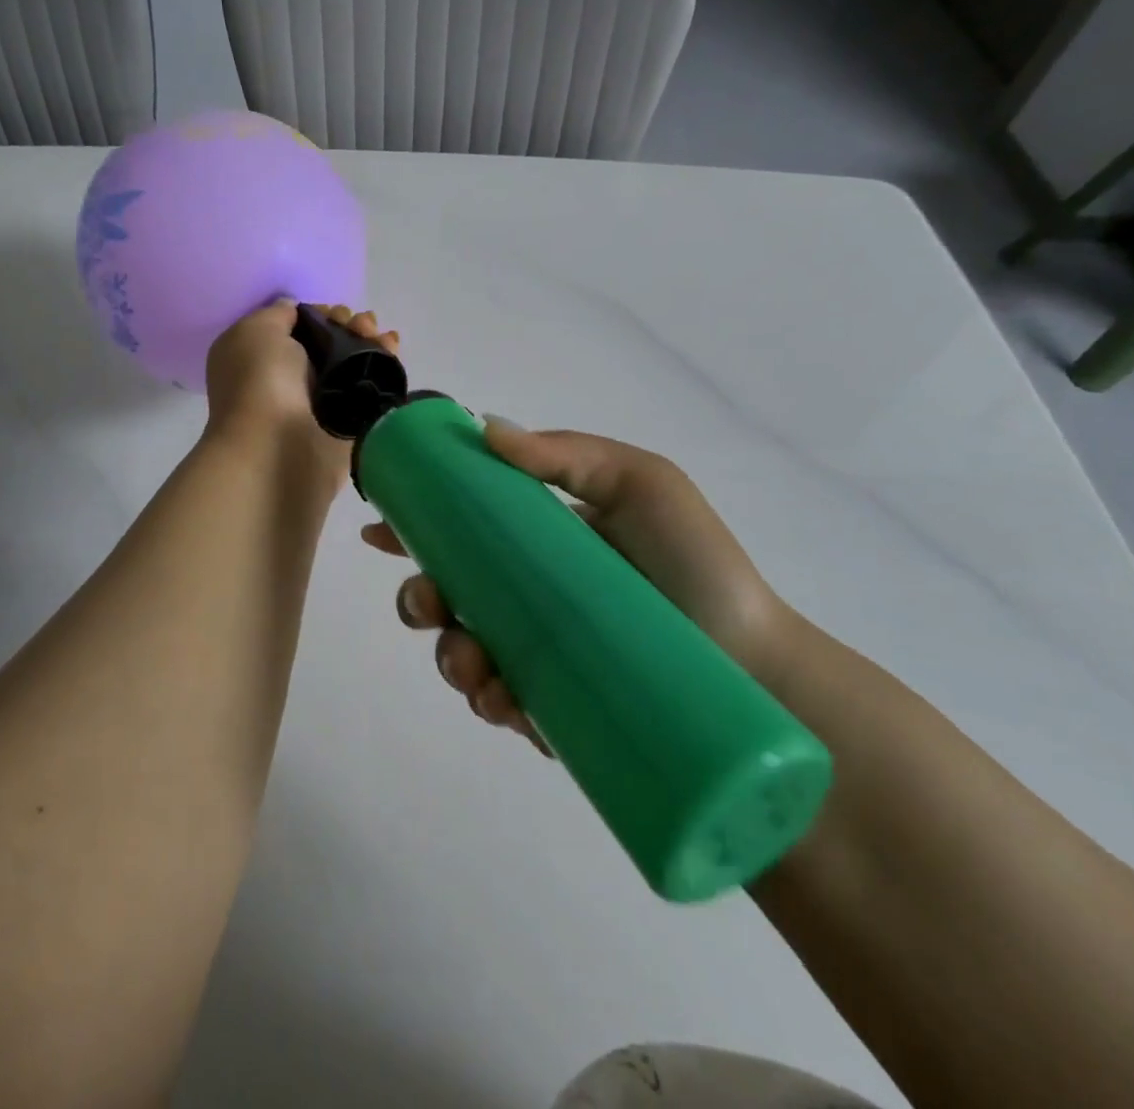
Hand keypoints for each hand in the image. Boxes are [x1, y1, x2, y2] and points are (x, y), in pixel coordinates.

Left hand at [204, 300, 398, 481]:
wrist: (277, 447)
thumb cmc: (259, 381)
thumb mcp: (256, 330)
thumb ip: (278, 315)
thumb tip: (296, 312)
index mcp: (258, 358)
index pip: (296, 329)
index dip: (319, 314)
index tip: (333, 311)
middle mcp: (287, 379)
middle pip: (328, 343)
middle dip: (348, 325)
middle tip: (361, 323)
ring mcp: (319, 403)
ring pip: (351, 364)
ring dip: (369, 342)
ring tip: (381, 335)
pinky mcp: (348, 424)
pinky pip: (370, 387)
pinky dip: (384, 365)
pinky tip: (393, 347)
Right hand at [363, 423, 798, 752]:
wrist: (754, 665)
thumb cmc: (695, 566)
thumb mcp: (641, 484)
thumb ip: (568, 453)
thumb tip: (485, 427)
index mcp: (541, 542)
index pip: (464, 529)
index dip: (415, 526)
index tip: (379, 528)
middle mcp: (530, 595)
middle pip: (450, 594)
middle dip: (420, 598)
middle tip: (430, 602)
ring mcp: (538, 653)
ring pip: (463, 651)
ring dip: (447, 654)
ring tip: (473, 664)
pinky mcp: (552, 707)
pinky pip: (500, 703)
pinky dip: (486, 701)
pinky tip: (500, 699)